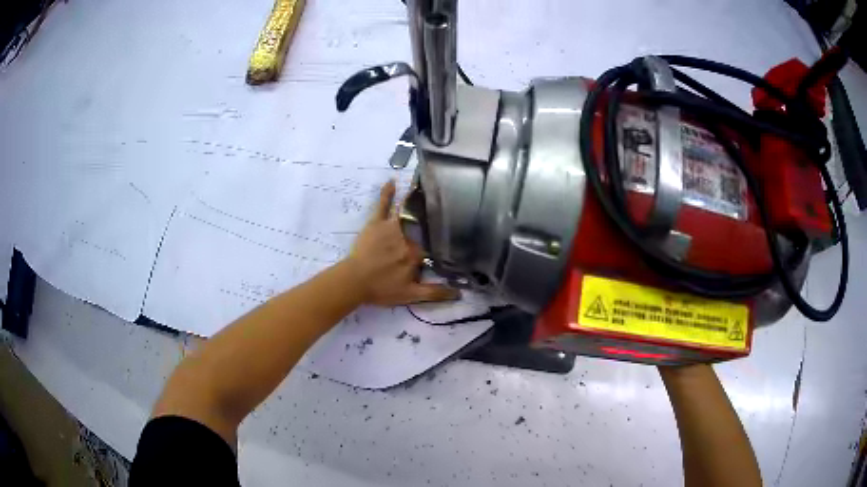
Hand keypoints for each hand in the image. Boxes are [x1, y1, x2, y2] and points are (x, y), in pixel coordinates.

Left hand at [345, 180, 458, 305]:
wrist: (355, 282)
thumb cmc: (382, 289)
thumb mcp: (411, 295)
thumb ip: (435, 293)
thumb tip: (460, 294)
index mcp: (416, 254)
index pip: (432, 246)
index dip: (439, 243)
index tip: (449, 239)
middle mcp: (407, 237)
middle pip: (422, 227)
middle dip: (431, 219)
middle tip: (443, 206)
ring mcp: (391, 228)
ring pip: (407, 213)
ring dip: (416, 200)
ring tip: (425, 187)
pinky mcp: (376, 223)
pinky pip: (383, 205)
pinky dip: (387, 193)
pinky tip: (392, 181)